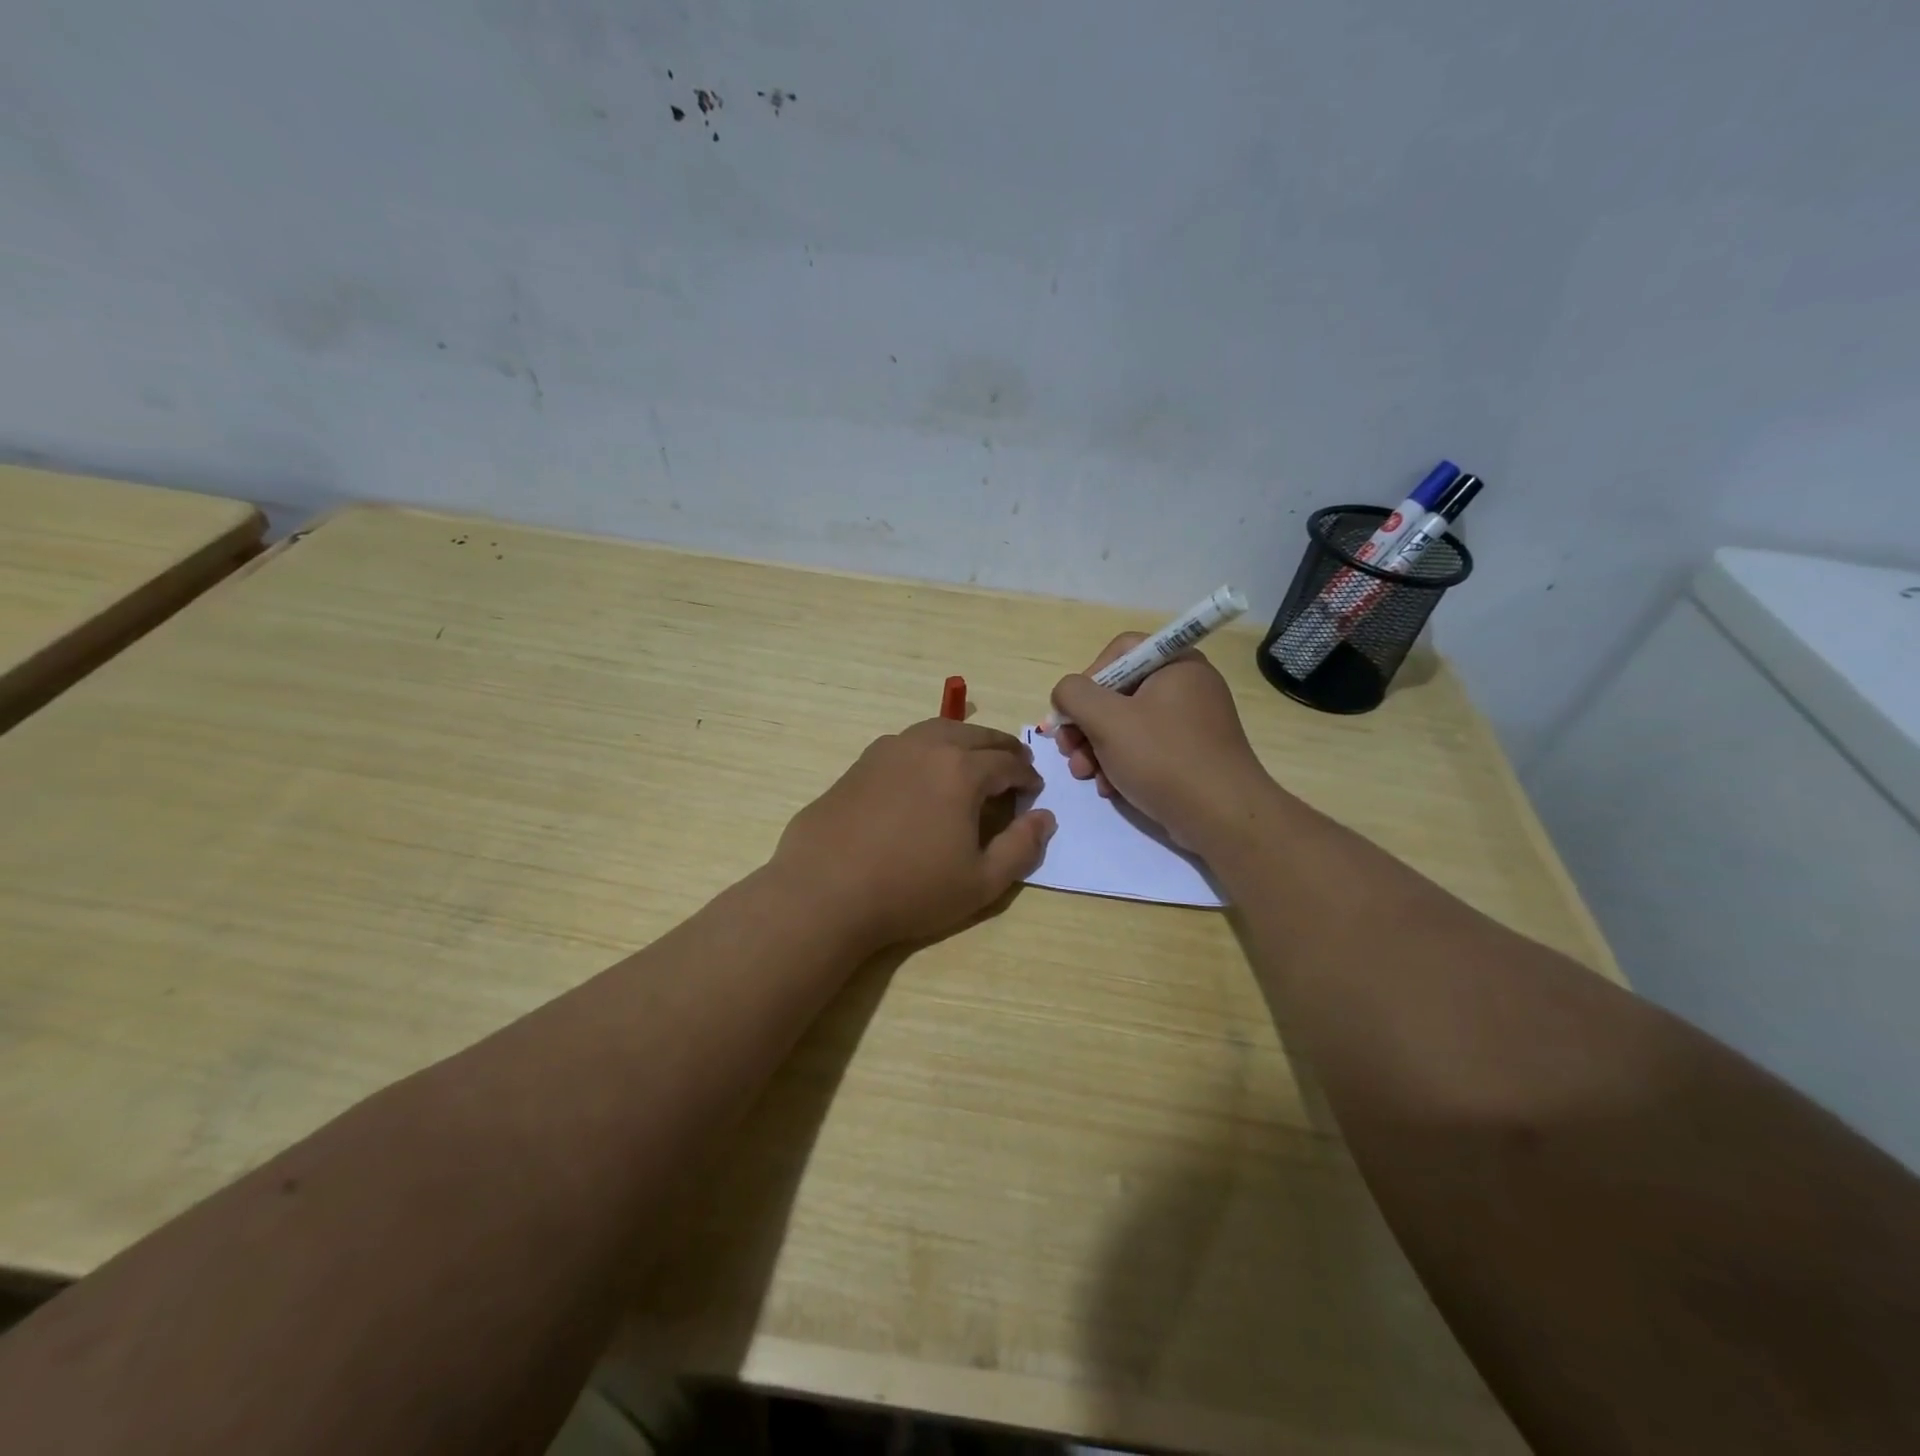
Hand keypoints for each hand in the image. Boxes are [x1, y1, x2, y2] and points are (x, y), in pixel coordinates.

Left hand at [771, 719, 1055, 952]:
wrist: (826, 891)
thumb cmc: (911, 890)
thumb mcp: (981, 882)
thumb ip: (1021, 847)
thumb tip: (1044, 817)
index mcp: (961, 770)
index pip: (1008, 762)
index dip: (1027, 777)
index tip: (1033, 791)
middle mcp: (927, 747)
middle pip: (976, 735)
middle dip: (1001, 749)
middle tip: (1014, 766)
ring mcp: (889, 751)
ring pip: (938, 730)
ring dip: (964, 741)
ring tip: (973, 761)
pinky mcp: (860, 763)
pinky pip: (906, 743)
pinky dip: (929, 748)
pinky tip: (925, 773)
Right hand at [1049, 635, 1274, 852]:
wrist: (1222, 818)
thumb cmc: (1164, 758)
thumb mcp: (1107, 720)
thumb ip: (1074, 695)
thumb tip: (1065, 694)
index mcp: (1176, 664)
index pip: (1120, 651)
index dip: (1088, 678)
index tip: (1073, 712)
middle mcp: (1187, 686)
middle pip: (1119, 692)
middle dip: (1086, 724)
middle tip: (1068, 750)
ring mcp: (1191, 723)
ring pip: (1127, 725)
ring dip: (1097, 749)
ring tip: (1085, 775)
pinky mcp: (1191, 755)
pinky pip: (1146, 749)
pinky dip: (1122, 765)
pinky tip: (1109, 788)